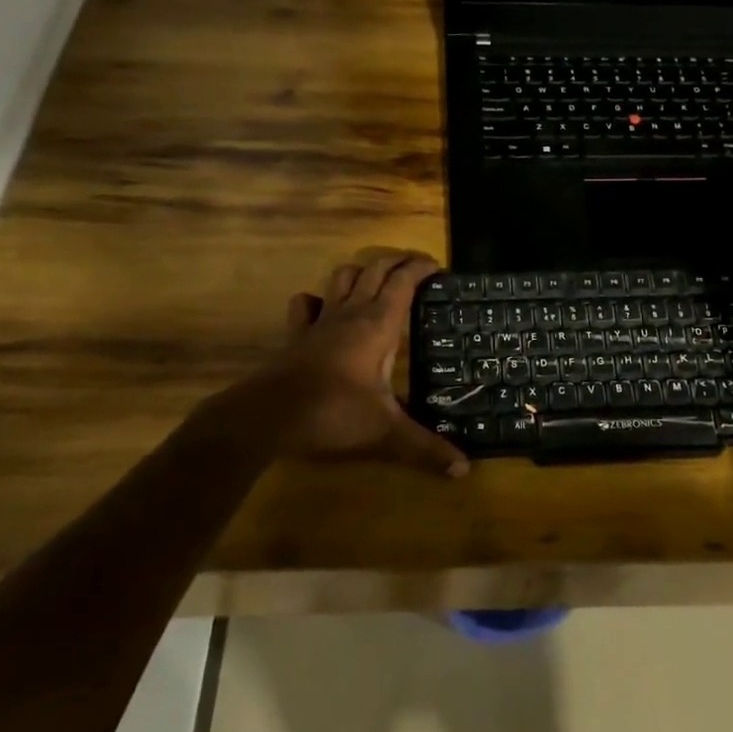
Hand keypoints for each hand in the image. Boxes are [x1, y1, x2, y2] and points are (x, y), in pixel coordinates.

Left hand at [258, 250, 468, 477]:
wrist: (268, 416)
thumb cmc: (334, 414)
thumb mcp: (386, 433)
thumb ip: (425, 448)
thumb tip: (464, 470)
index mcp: (378, 325)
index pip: (404, 282)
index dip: (421, 269)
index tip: (439, 268)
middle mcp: (351, 314)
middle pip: (375, 270)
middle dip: (397, 261)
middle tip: (415, 264)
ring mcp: (320, 322)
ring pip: (341, 278)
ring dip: (361, 270)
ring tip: (375, 277)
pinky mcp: (296, 336)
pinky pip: (305, 305)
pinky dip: (317, 299)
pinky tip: (322, 307)